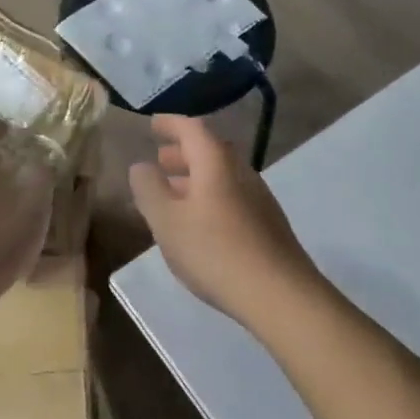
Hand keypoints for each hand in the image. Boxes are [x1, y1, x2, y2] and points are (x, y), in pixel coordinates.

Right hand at [129, 114, 321, 327]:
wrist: (279, 294)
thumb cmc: (214, 251)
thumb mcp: (167, 220)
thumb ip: (149, 189)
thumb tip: (141, 165)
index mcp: (216, 162)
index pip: (192, 128)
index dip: (171, 124)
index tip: (153, 124)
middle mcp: (241, 172)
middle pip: (210, 151)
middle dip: (182, 153)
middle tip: (160, 160)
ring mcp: (258, 199)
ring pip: (221, 176)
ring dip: (195, 178)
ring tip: (172, 194)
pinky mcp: (267, 225)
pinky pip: (230, 197)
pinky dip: (208, 198)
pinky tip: (198, 224)